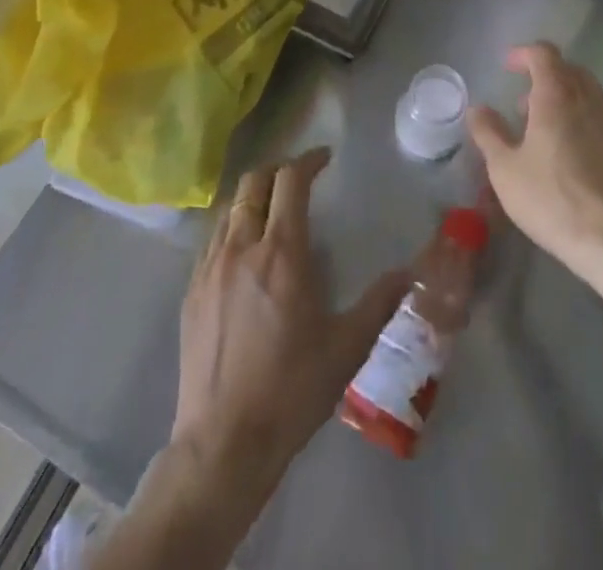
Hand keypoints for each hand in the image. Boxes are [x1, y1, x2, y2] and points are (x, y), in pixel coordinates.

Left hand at [172, 147, 409, 488]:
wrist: (223, 443)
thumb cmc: (291, 391)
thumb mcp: (346, 348)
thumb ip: (380, 303)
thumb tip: (410, 273)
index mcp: (281, 253)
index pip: (290, 181)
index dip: (309, 161)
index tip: (325, 158)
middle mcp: (242, 247)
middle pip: (254, 181)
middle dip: (279, 169)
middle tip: (300, 177)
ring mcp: (210, 268)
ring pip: (230, 207)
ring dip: (254, 195)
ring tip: (273, 208)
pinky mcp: (191, 291)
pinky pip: (213, 238)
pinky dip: (233, 225)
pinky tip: (245, 250)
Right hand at [468, 43, 602, 281]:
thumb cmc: (552, 200)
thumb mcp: (505, 169)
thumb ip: (489, 133)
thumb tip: (478, 108)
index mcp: (557, 95)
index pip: (543, 53)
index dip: (524, 54)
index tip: (508, 66)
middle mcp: (590, 98)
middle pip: (569, 70)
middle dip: (545, 77)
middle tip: (524, 106)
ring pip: (590, 93)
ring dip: (567, 99)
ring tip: (549, 131)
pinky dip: (587, 120)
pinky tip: (577, 154)